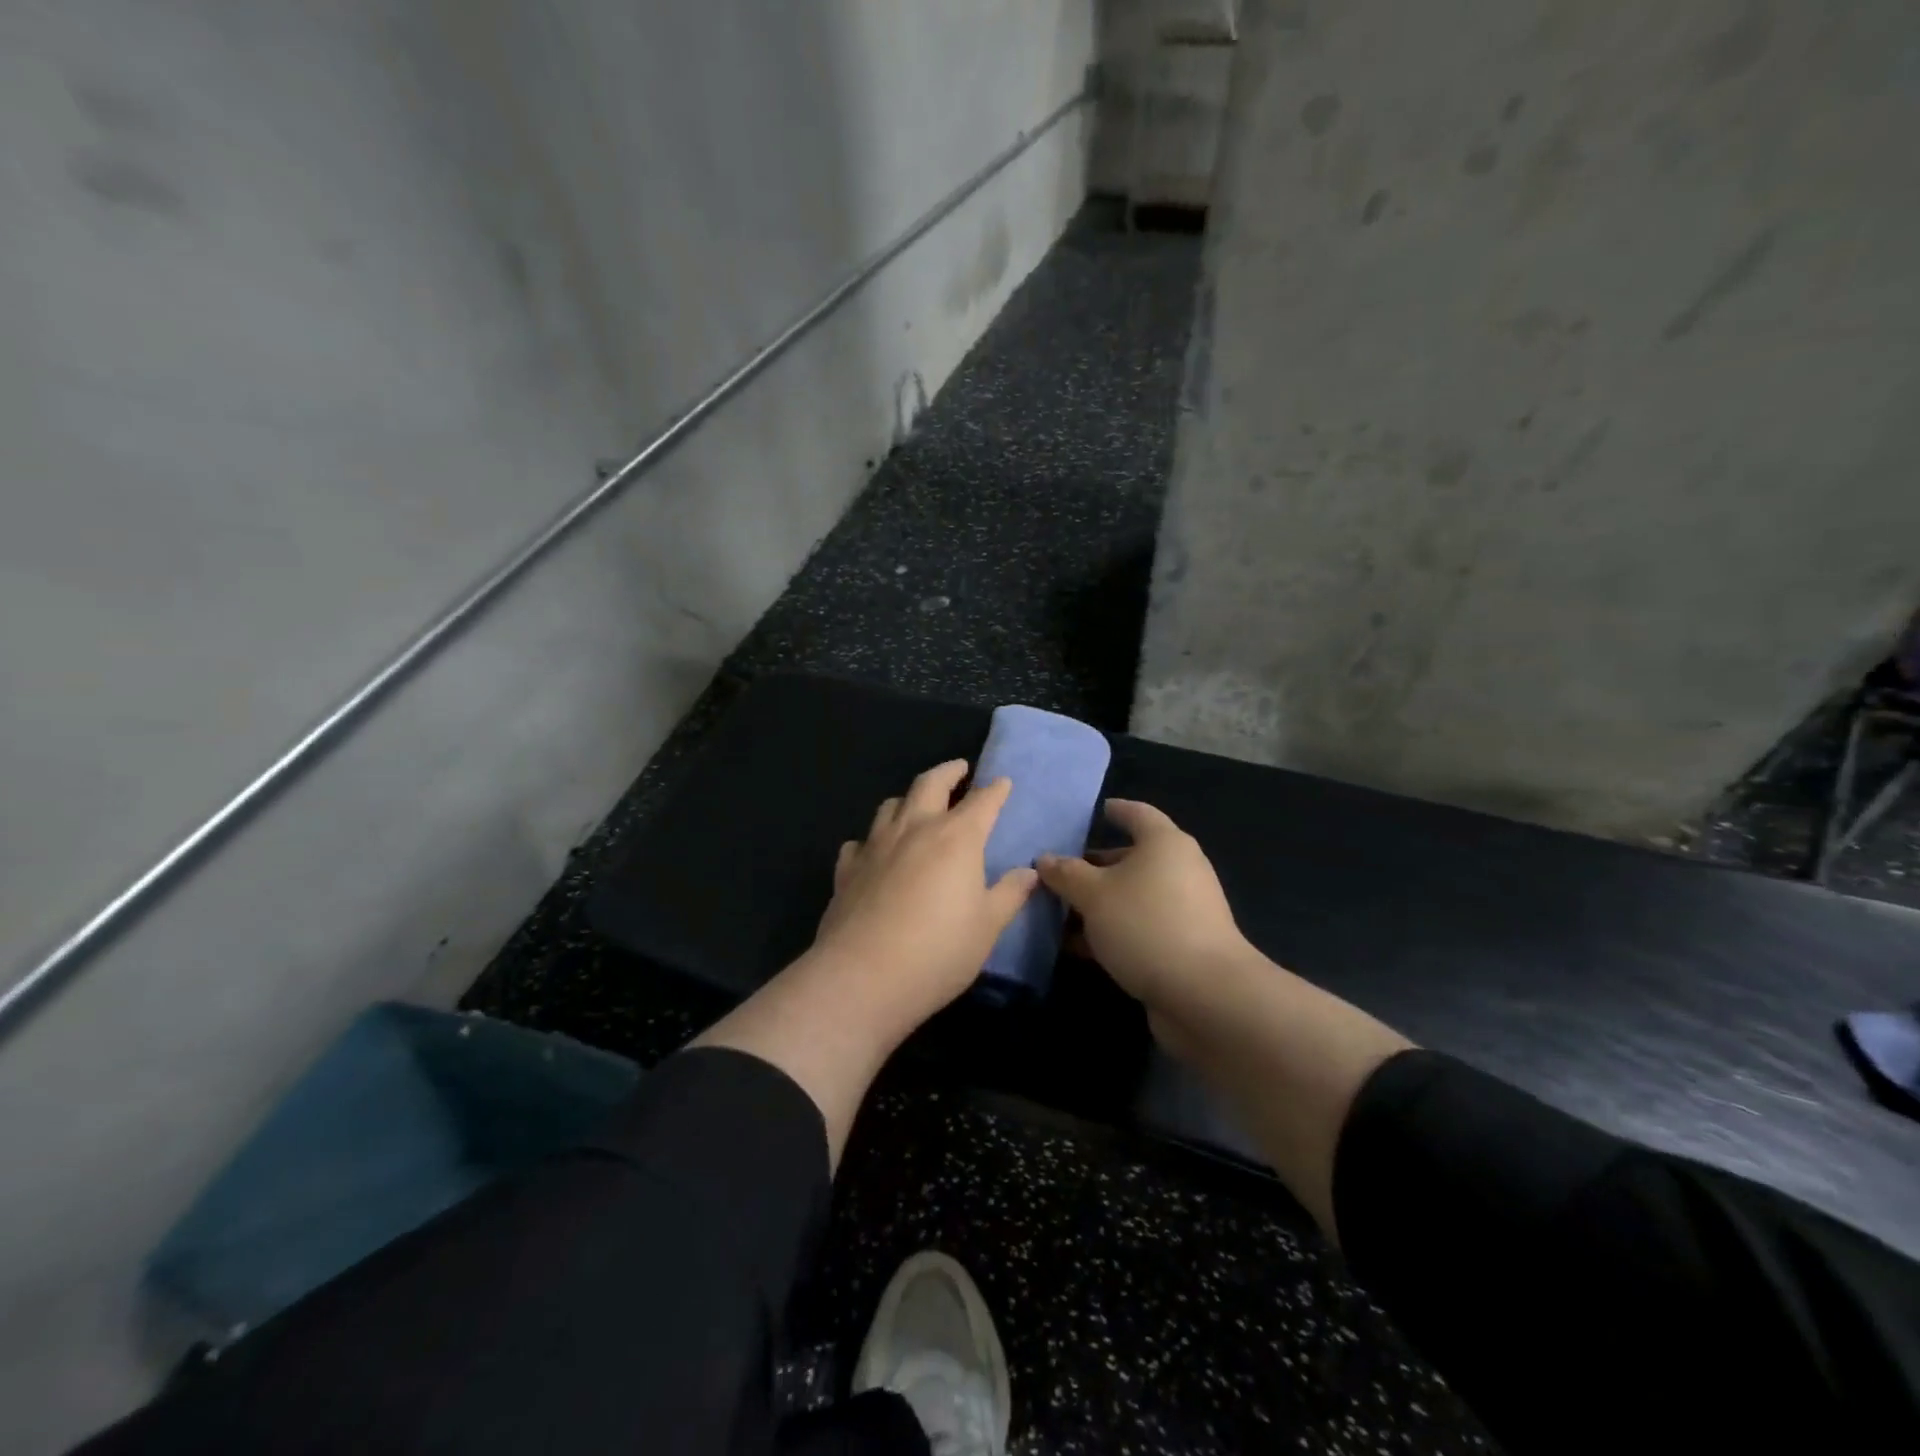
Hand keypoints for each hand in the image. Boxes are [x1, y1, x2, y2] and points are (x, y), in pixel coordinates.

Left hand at [811, 759, 1037, 1020]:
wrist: (863, 977)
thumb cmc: (938, 951)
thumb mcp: (987, 926)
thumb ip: (1009, 894)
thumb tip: (1029, 872)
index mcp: (956, 838)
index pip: (982, 802)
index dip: (995, 790)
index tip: (1002, 782)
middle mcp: (914, 829)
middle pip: (930, 784)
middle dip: (948, 772)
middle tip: (959, 768)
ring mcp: (875, 846)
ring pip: (891, 805)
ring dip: (908, 799)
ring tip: (917, 804)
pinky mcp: (847, 869)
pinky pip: (860, 842)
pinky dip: (872, 840)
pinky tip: (874, 852)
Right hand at [1037, 799, 1248, 1013]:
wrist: (1204, 994)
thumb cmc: (1146, 924)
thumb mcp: (1093, 894)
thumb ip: (1066, 874)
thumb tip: (1045, 859)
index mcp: (1164, 843)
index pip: (1137, 814)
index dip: (1115, 810)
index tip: (1095, 812)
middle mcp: (1179, 870)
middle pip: (1132, 858)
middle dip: (1094, 866)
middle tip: (1058, 873)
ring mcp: (1184, 910)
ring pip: (1132, 896)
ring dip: (1099, 903)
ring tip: (1058, 912)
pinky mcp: (1182, 945)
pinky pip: (1139, 927)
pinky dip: (1112, 931)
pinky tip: (1080, 946)